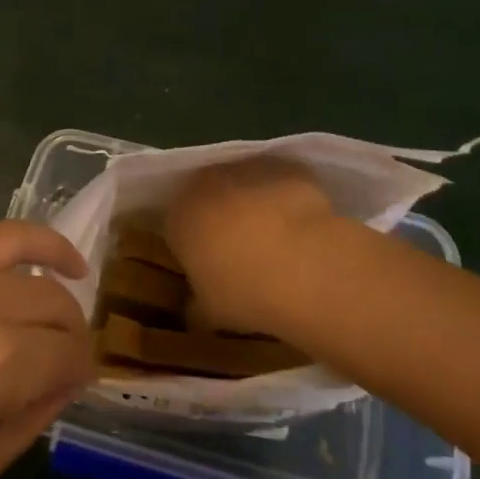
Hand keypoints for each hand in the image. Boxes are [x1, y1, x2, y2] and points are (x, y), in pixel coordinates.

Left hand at [0, 123, 94, 478]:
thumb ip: (35, 412)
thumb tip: (67, 377)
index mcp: (0, 358)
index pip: (68, 351)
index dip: (81, 369)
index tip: (78, 384)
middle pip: (45, 296)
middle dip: (69, 324)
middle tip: (68, 351)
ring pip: (5, 243)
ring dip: (44, 247)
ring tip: (66, 264)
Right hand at [165, 157, 347, 335]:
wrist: (301, 263)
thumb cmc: (243, 290)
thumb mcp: (210, 312)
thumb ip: (196, 308)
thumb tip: (193, 312)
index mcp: (178, 214)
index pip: (177, 225)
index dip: (194, 246)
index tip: (210, 268)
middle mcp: (205, 182)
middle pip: (208, 196)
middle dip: (220, 218)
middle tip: (241, 252)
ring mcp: (247, 169)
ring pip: (243, 185)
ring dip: (252, 204)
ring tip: (277, 241)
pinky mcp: (285, 166)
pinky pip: (280, 182)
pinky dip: (286, 198)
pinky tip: (302, 227)